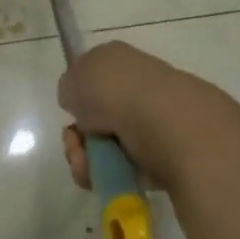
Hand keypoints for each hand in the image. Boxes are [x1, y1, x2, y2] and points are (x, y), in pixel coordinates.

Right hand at [57, 40, 206, 191]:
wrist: (169, 125)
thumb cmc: (118, 92)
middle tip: (76, 146)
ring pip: (108, 147)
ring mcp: (153, 121)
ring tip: (90, 168)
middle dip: (78, 139)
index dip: (77, 98)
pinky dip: (112, 176)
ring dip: (89, 162)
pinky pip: (127, 170)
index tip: (70, 112)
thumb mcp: (76, 77)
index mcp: (121, 61)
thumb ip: (70, 86)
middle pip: (97, 118)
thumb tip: (79, 100)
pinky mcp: (164, 156)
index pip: (93, 78)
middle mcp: (138, 87)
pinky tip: (109, 177)